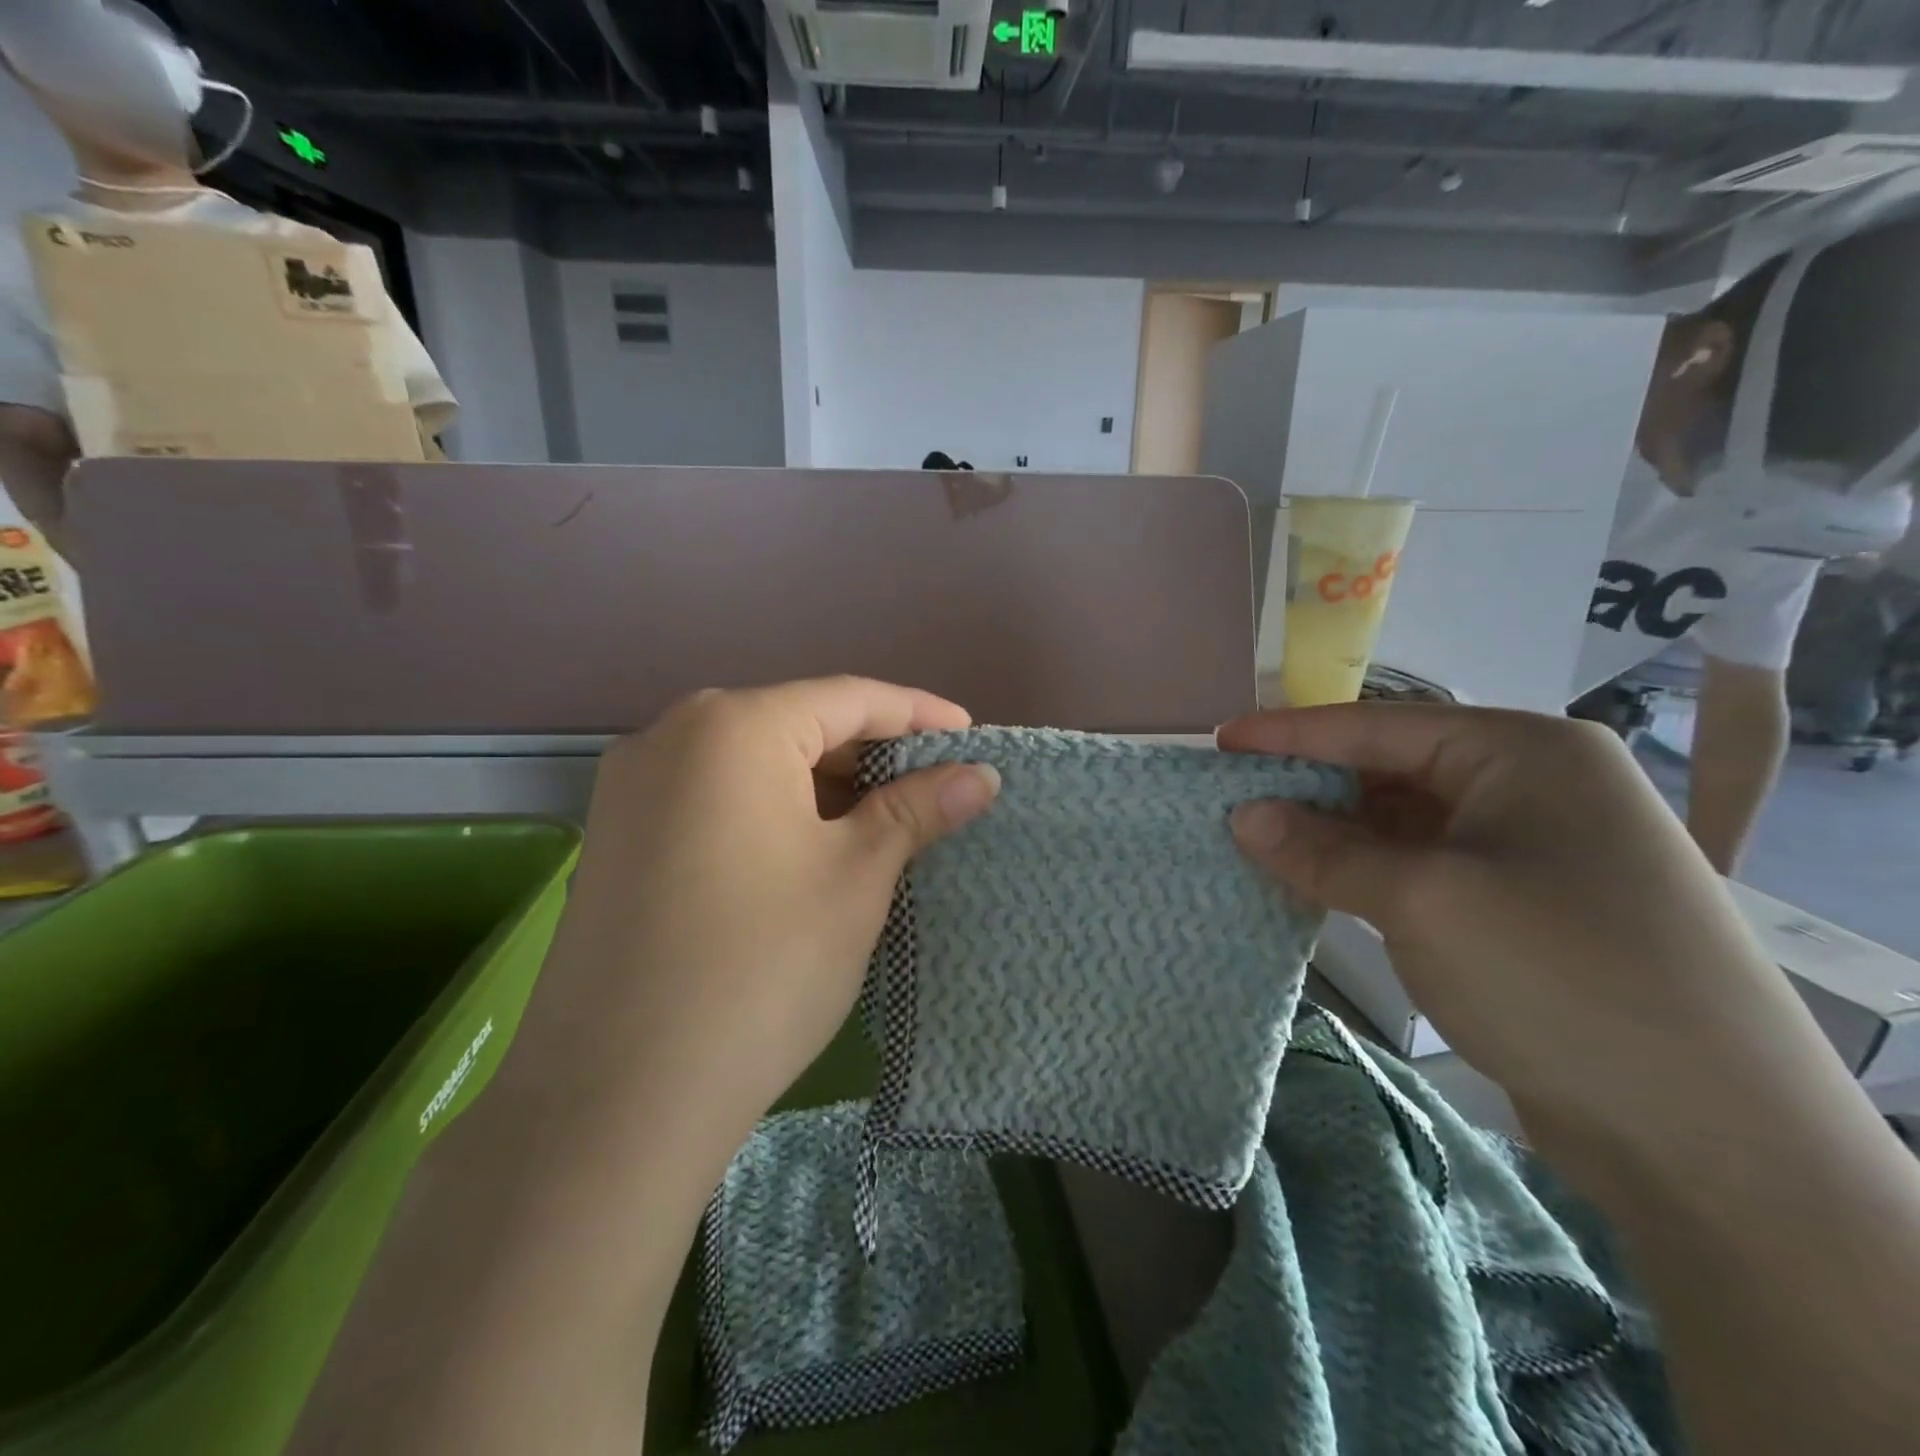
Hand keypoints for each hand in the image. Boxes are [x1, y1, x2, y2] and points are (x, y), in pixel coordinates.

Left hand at [501, 677, 1000, 1142]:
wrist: (616, 1100)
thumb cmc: (762, 966)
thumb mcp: (856, 877)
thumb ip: (918, 809)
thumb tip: (980, 774)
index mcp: (732, 726)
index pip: (848, 699)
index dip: (918, 714)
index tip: (971, 737)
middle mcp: (670, 736)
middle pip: (795, 725)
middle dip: (869, 754)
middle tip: (932, 789)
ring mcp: (631, 788)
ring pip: (752, 763)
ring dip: (821, 786)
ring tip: (881, 823)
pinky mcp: (615, 838)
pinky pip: (713, 798)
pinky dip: (771, 811)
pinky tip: (808, 850)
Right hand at [1220, 702, 1811, 1130]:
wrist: (1711, 1136)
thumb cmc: (1557, 976)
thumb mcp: (1421, 900)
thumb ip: (1322, 850)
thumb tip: (1244, 816)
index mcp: (1524, 752)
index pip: (1380, 727)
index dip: (1290, 735)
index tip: (1220, 741)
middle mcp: (1534, 786)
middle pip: (1391, 771)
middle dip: (1310, 787)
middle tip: (1232, 799)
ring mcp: (1533, 849)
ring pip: (1404, 823)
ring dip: (1334, 835)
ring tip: (1259, 841)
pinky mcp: (1525, 907)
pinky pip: (1423, 868)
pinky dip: (1366, 873)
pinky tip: (1315, 883)